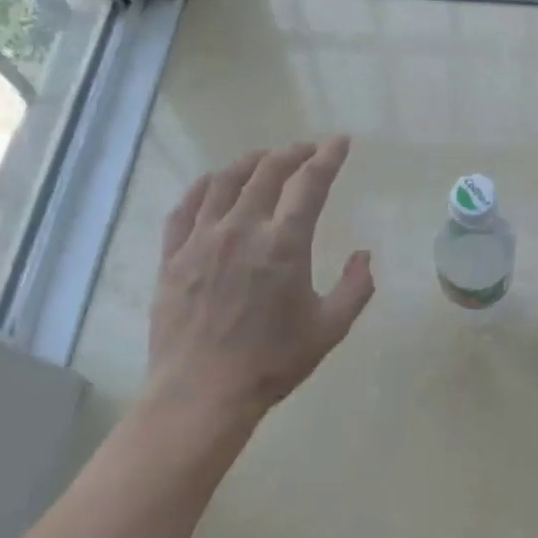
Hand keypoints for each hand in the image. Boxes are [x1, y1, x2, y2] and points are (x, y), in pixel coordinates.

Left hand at [147, 136, 373, 420]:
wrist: (200, 396)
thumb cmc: (270, 363)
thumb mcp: (329, 329)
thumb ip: (355, 288)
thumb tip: (364, 255)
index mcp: (283, 243)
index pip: (310, 182)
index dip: (328, 156)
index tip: (340, 142)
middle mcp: (242, 228)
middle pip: (268, 170)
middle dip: (293, 152)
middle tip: (306, 151)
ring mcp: (202, 239)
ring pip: (224, 180)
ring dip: (249, 162)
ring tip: (263, 159)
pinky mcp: (173, 256)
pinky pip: (185, 208)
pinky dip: (202, 187)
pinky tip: (212, 183)